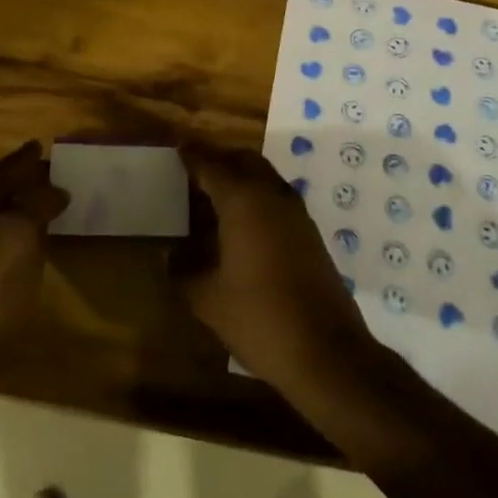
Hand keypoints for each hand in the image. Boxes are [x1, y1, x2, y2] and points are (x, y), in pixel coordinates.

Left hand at [0, 141, 68, 379]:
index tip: (41, 145)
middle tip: (49, 174)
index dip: (21, 160)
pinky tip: (29, 252)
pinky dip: (14, 240)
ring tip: (45, 206)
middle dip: (18, 182)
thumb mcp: (16, 241)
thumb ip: (35, 207)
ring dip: (17, 211)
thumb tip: (54, 189)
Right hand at [172, 140, 374, 392]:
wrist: (327, 352)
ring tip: (212, 196)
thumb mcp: (207, 299)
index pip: (211, 163)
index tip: (176, 145)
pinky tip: (240, 225)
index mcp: (243, 200)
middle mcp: (271, 195)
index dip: (191, 153)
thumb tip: (169, 256)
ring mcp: (296, 213)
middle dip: (218, 158)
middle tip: (193, 169)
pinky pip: (276, 198)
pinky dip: (256, 197)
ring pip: (264, 177)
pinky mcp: (310, 233)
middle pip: (243, 160)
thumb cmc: (260, 318)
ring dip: (240, 177)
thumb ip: (182, 271)